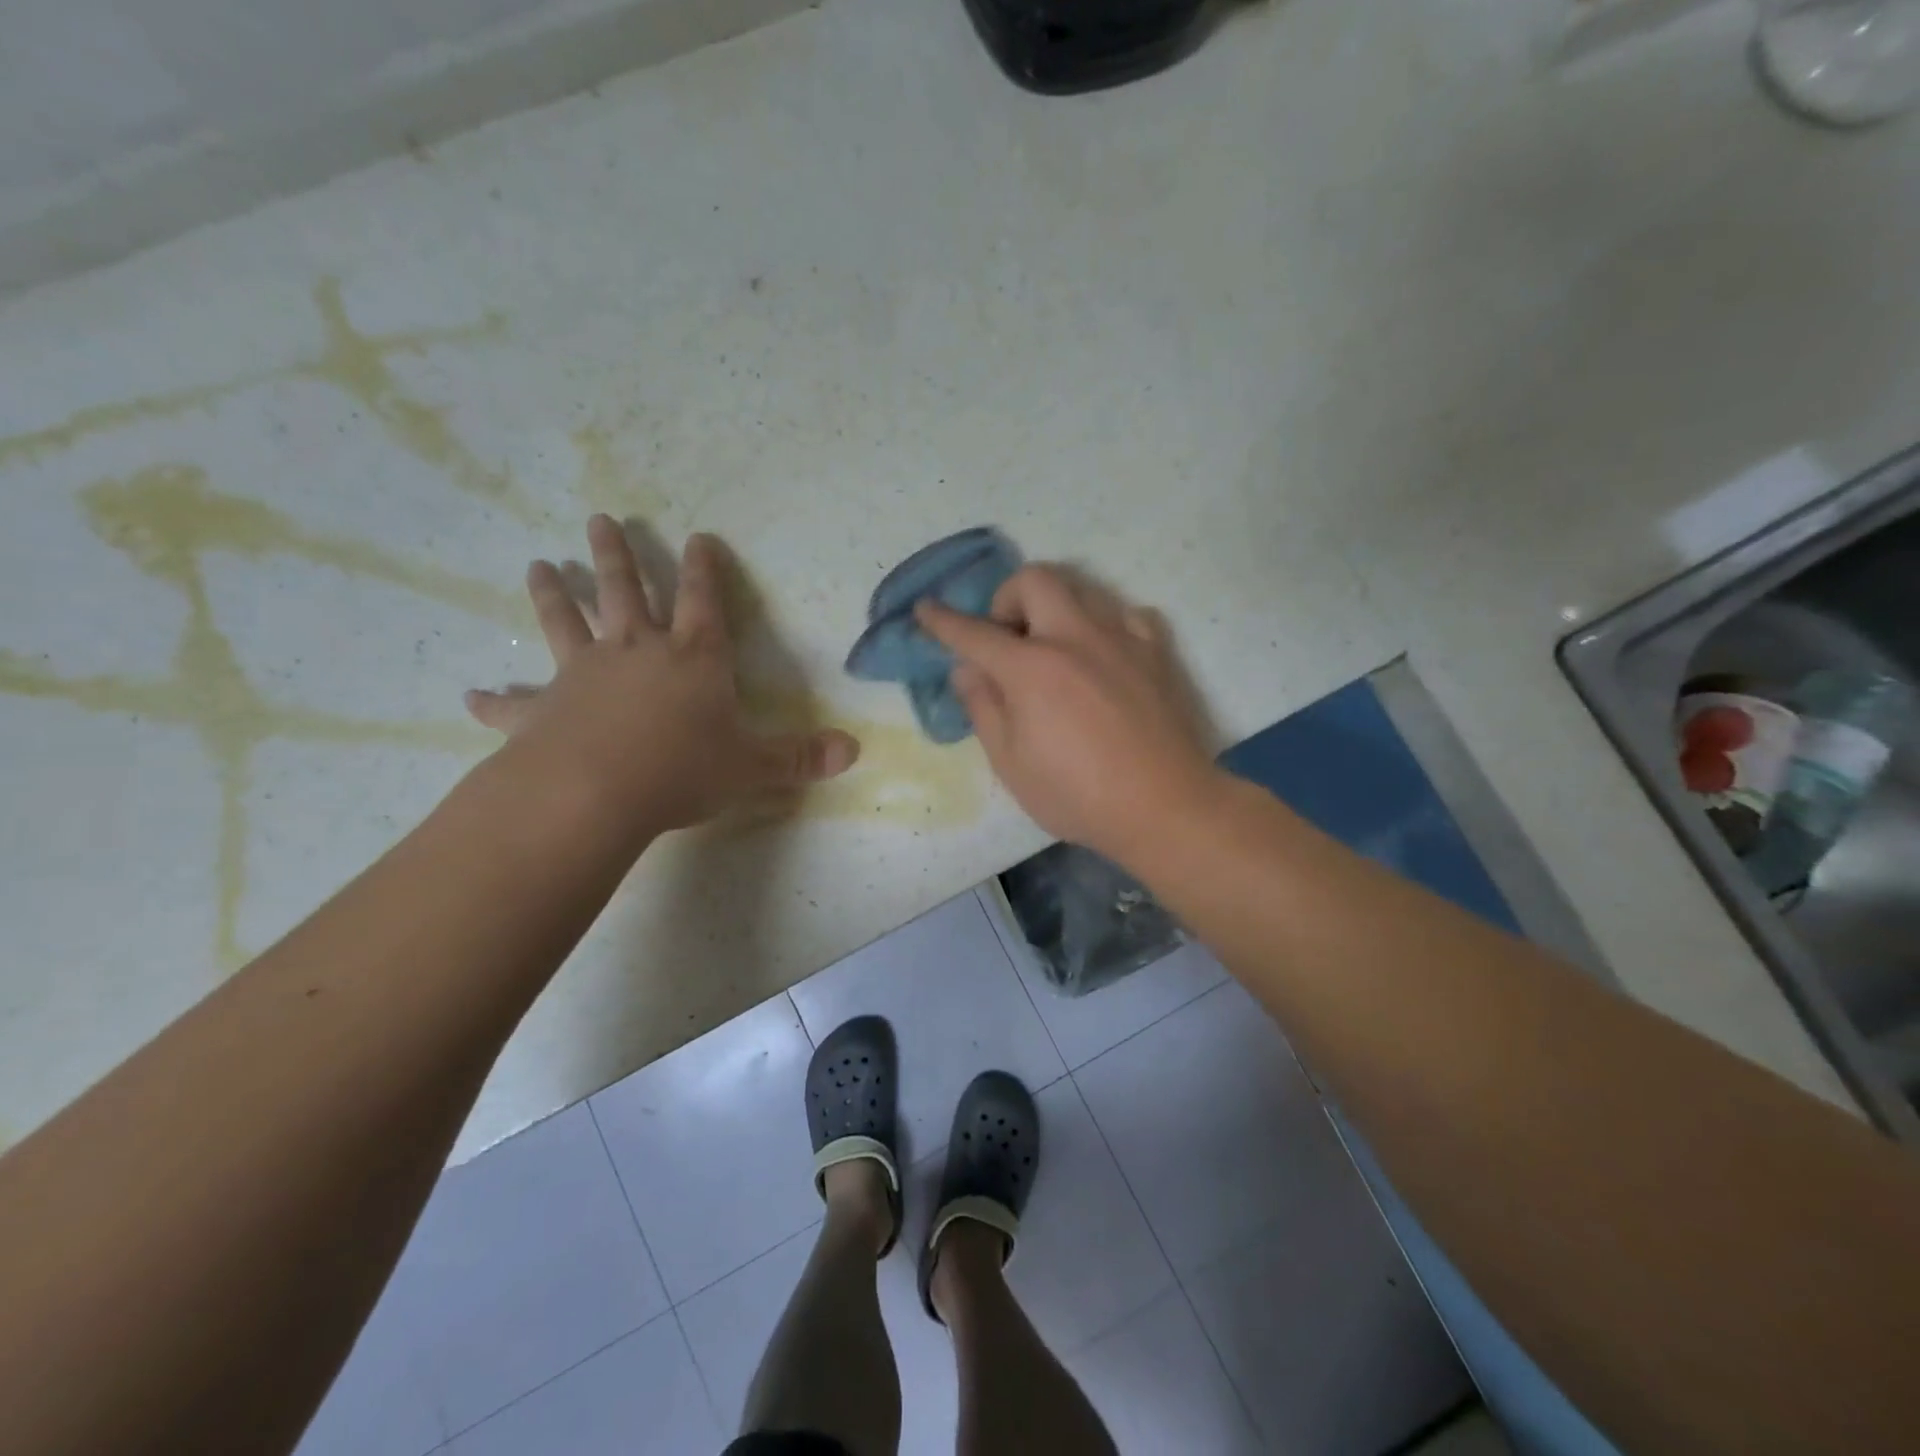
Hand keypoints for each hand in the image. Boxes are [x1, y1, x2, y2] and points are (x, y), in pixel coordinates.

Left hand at [467, 516, 858, 834]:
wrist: (595, 792)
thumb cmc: (683, 769)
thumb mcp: (752, 767)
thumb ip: (800, 758)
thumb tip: (854, 751)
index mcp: (693, 659)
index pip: (704, 601)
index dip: (704, 569)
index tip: (697, 537)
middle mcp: (637, 652)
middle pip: (627, 592)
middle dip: (619, 555)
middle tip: (601, 518)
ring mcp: (583, 675)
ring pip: (567, 622)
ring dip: (554, 594)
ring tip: (539, 565)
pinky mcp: (543, 710)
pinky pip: (514, 702)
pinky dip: (495, 700)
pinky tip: (472, 696)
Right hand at [916, 566, 1219, 864]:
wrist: (1165, 806)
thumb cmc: (1077, 795)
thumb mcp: (1011, 763)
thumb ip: (983, 708)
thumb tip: (967, 670)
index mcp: (1031, 668)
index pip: (974, 632)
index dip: (943, 621)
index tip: (926, 609)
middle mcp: (1074, 637)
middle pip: (1033, 579)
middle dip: (1007, 598)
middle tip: (1008, 640)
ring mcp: (1121, 638)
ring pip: (1081, 588)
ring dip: (1055, 608)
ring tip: (1054, 649)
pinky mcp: (1156, 651)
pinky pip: (1126, 614)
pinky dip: (1104, 626)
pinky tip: (1103, 657)